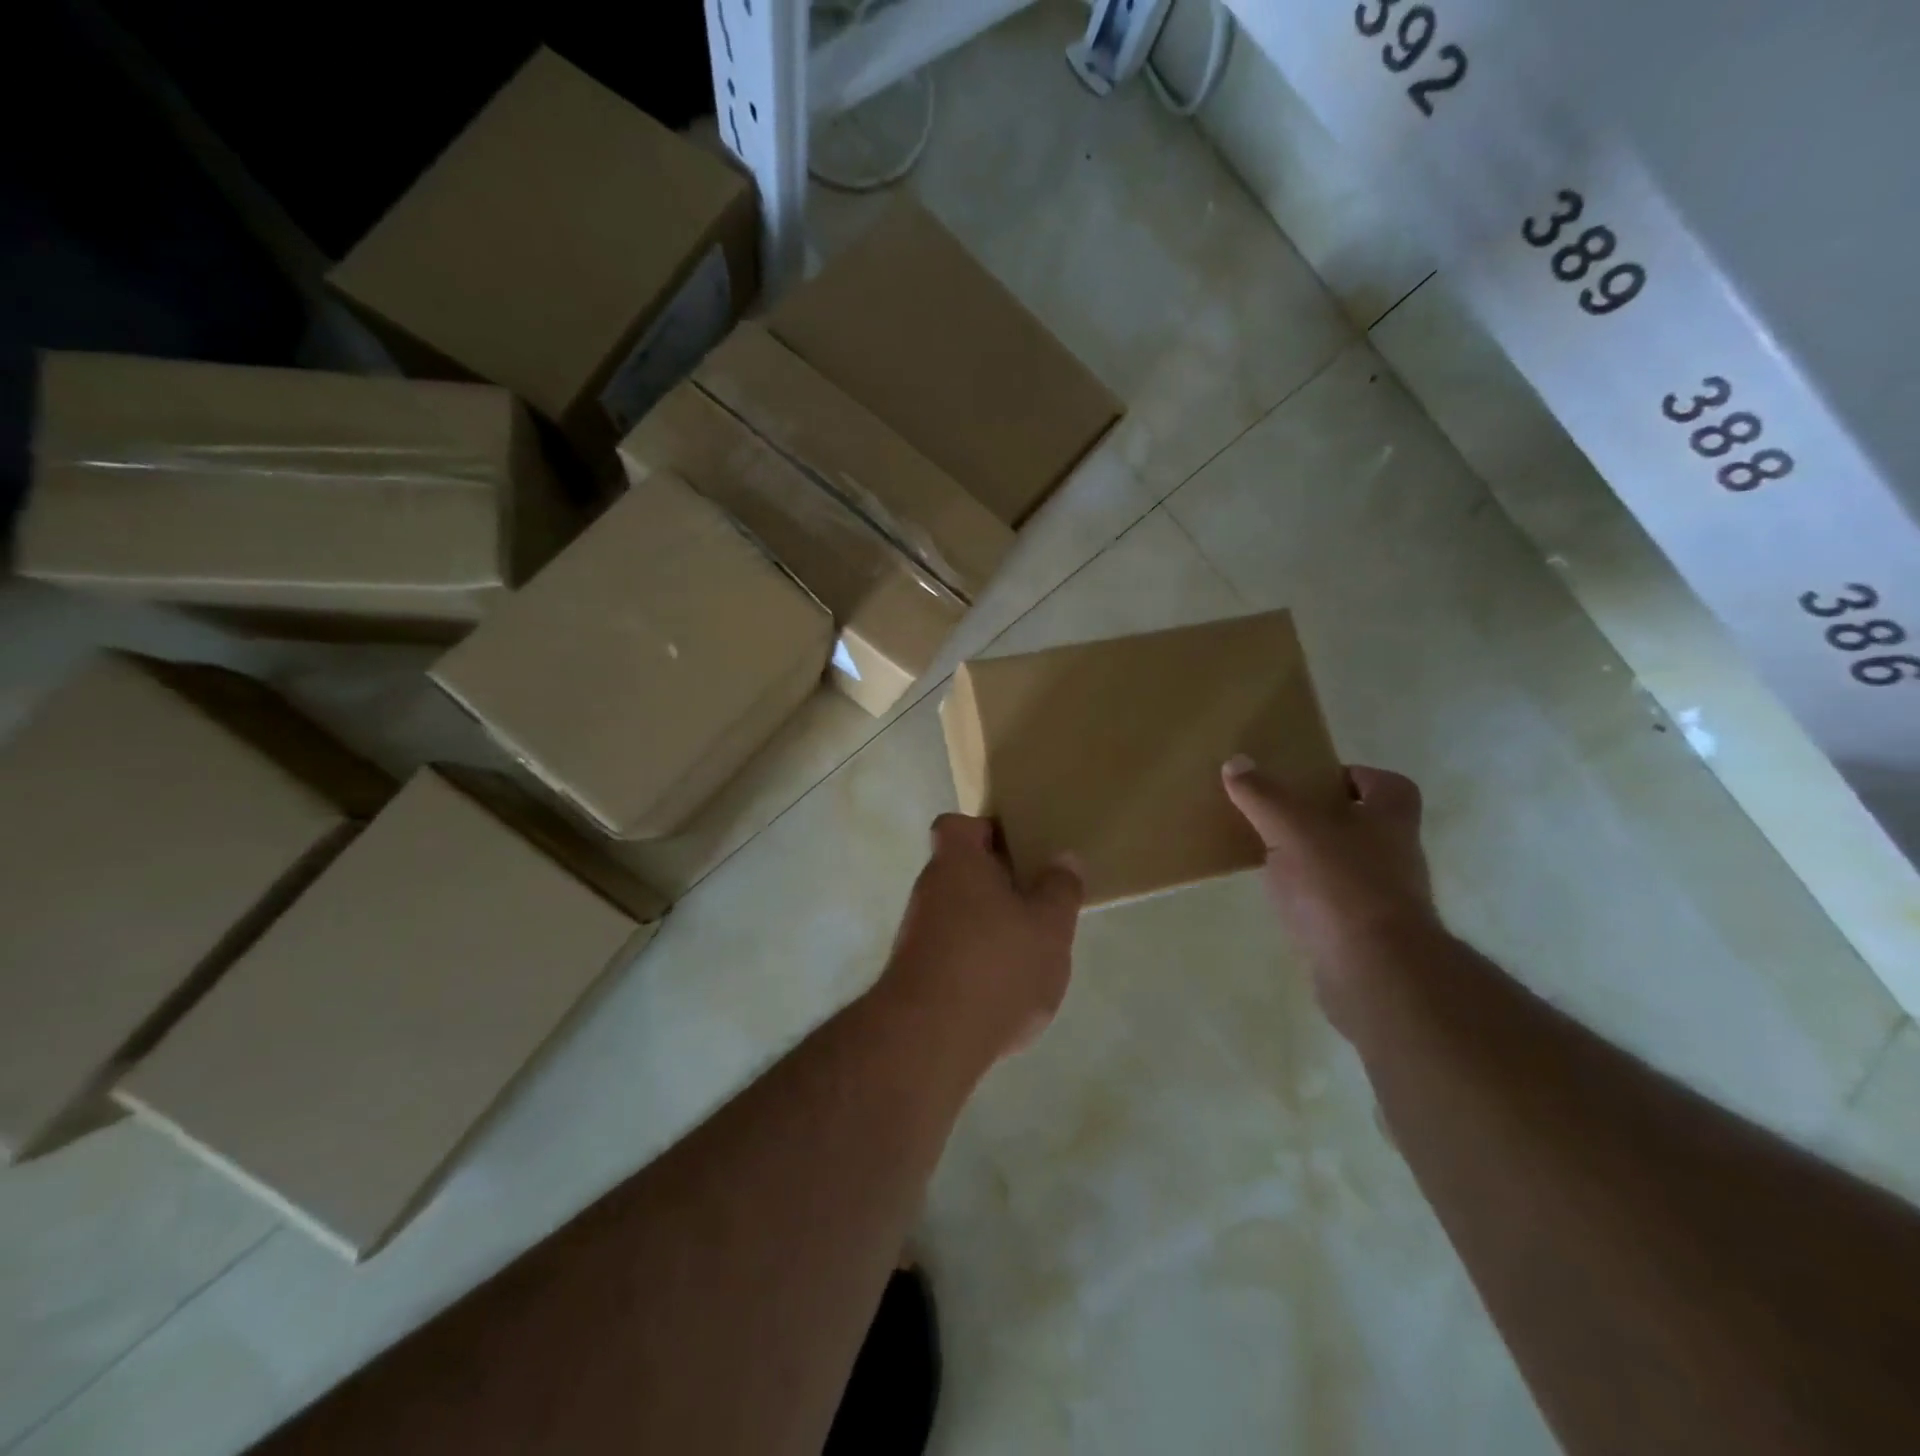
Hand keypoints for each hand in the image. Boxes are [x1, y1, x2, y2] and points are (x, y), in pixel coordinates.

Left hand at [879, 815, 1083, 1064]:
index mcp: (957, 863)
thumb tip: (1063, 858)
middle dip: (996, 884)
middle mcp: (929, 890)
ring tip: (1027, 950)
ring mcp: (916, 933)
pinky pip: (950, 951)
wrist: (930, 1039)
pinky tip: (1003, 990)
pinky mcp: (914, 974)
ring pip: (957, 913)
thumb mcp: (1049, 926)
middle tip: (1035, 902)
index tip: (1017, 849)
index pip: (957, 826)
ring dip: (987, 925)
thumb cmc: (996, 965)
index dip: (985, 831)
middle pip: (960, 871)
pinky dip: (974, 961)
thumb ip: (1060, 889)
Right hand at [1222, 756, 1438, 1018]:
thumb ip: (1263, 795)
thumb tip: (1236, 762)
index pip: (1386, 784)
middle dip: (1326, 819)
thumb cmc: (1339, 883)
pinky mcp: (1368, 934)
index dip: (1355, 777)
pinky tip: (1282, 900)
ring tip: (1271, 857)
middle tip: (1280, 815)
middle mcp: (1397, 854)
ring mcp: (1387, 898)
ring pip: (1350, 866)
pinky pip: (1337, 904)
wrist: (1373, 971)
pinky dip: (1313, 899)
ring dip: (1317, 860)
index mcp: (1391, 818)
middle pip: (1366, 824)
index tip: (1314, 782)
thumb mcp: (1291, 828)